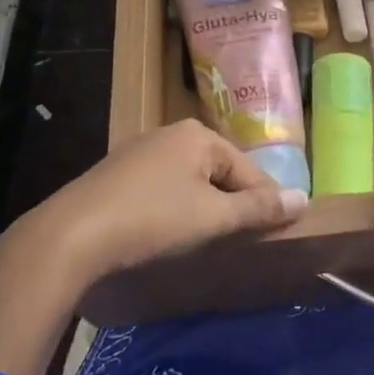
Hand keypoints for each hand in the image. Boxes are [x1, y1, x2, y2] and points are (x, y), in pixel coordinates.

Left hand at [33, 119, 308, 288]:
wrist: (70, 236)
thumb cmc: (152, 219)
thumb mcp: (213, 217)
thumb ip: (258, 208)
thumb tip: (302, 199)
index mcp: (198, 135)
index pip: (248, 169)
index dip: (264, 202)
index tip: (275, 233)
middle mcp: (170, 134)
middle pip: (219, 171)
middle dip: (232, 204)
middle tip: (239, 240)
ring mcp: (139, 152)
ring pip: (189, 180)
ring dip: (203, 208)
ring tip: (207, 240)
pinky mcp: (116, 175)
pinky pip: (162, 188)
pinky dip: (173, 208)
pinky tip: (167, 233)